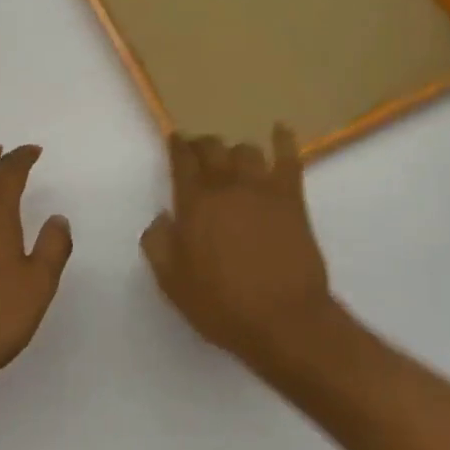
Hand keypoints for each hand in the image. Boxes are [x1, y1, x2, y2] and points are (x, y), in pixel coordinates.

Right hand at [140, 126, 341, 368]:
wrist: (283, 319)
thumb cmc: (221, 305)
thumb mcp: (172, 283)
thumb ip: (158, 244)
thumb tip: (162, 218)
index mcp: (194, 204)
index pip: (182, 161)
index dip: (177, 146)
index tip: (175, 140)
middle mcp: (226, 186)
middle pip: (212, 148)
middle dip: (203, 144)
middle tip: (200, 151)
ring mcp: (262, 189)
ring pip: (246, 150)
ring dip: (236, 151)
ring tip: (234, 159)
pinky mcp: (292, 198)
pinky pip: (288, 158)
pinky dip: (283, 140)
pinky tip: (280, 129)